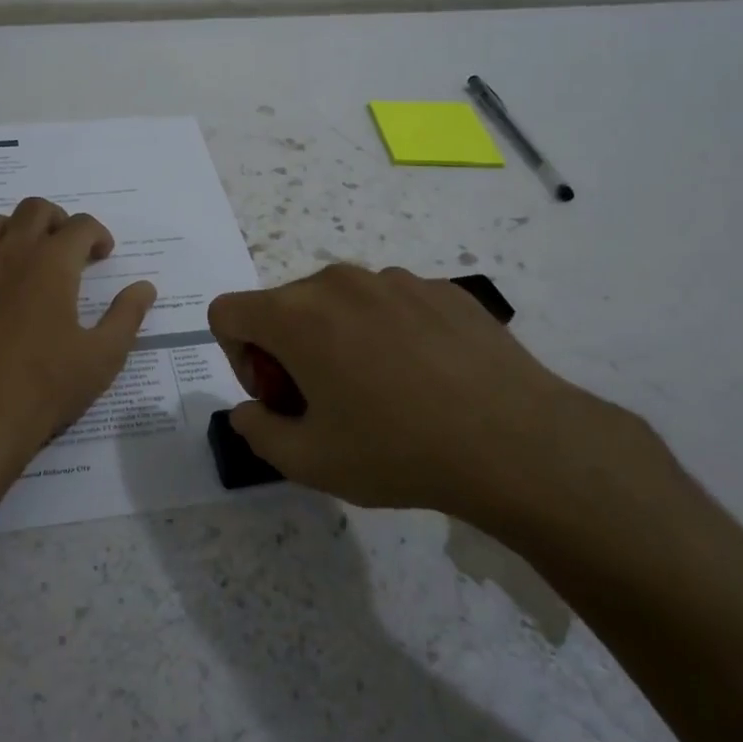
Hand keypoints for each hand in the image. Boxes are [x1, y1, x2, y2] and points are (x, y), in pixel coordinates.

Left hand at [0, 197, 156, 469]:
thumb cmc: (47, 387)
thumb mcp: (103, 356)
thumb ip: (127, 315)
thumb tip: (145, 287)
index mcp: (52, 264)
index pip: (81, 225)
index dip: (98, 235)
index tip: (103, 256)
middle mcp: (9, 254)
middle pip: (33, 210)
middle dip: (57, 221)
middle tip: (66, 249)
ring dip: (10, 231)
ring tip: (21, 257)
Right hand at [207, 264, 661, 539]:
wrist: (513, 440)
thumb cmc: (396, 450)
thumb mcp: (308, 462)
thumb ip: (257, 432)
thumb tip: (249, 410)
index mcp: (296, 315)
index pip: (228, 312)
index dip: (237, 358)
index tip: (279, 396)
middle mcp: (339, 282)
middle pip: (284, 305)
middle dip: (287, 350)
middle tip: (327, 403)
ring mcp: (395, 279)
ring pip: (339, 303)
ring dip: (339, 339)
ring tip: (383, 392)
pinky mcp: (441, 288)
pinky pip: (391, 304)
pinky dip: (388, 334)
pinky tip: (427, 378)